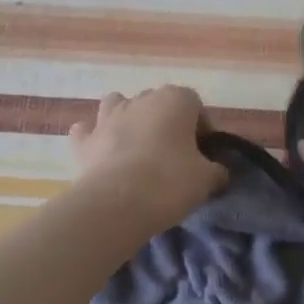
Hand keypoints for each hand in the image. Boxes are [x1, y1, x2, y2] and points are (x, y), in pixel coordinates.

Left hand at [68, 86, 227, 232]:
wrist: (117, 203)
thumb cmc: (170, 182)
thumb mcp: (206, 179)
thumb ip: (216, 170)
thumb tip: (219, 172)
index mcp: (175, 100)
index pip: (195, 104)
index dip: (201, 127)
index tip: (203, 152)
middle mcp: (140, 99)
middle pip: (157, 102)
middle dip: (165, 122)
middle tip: (174, 154)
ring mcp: (107, 117)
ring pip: (118, 105)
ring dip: (127, 119)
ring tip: (136, 147)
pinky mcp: (84, 140)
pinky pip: (87, 131)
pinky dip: (92, 138)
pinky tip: (99, 152)